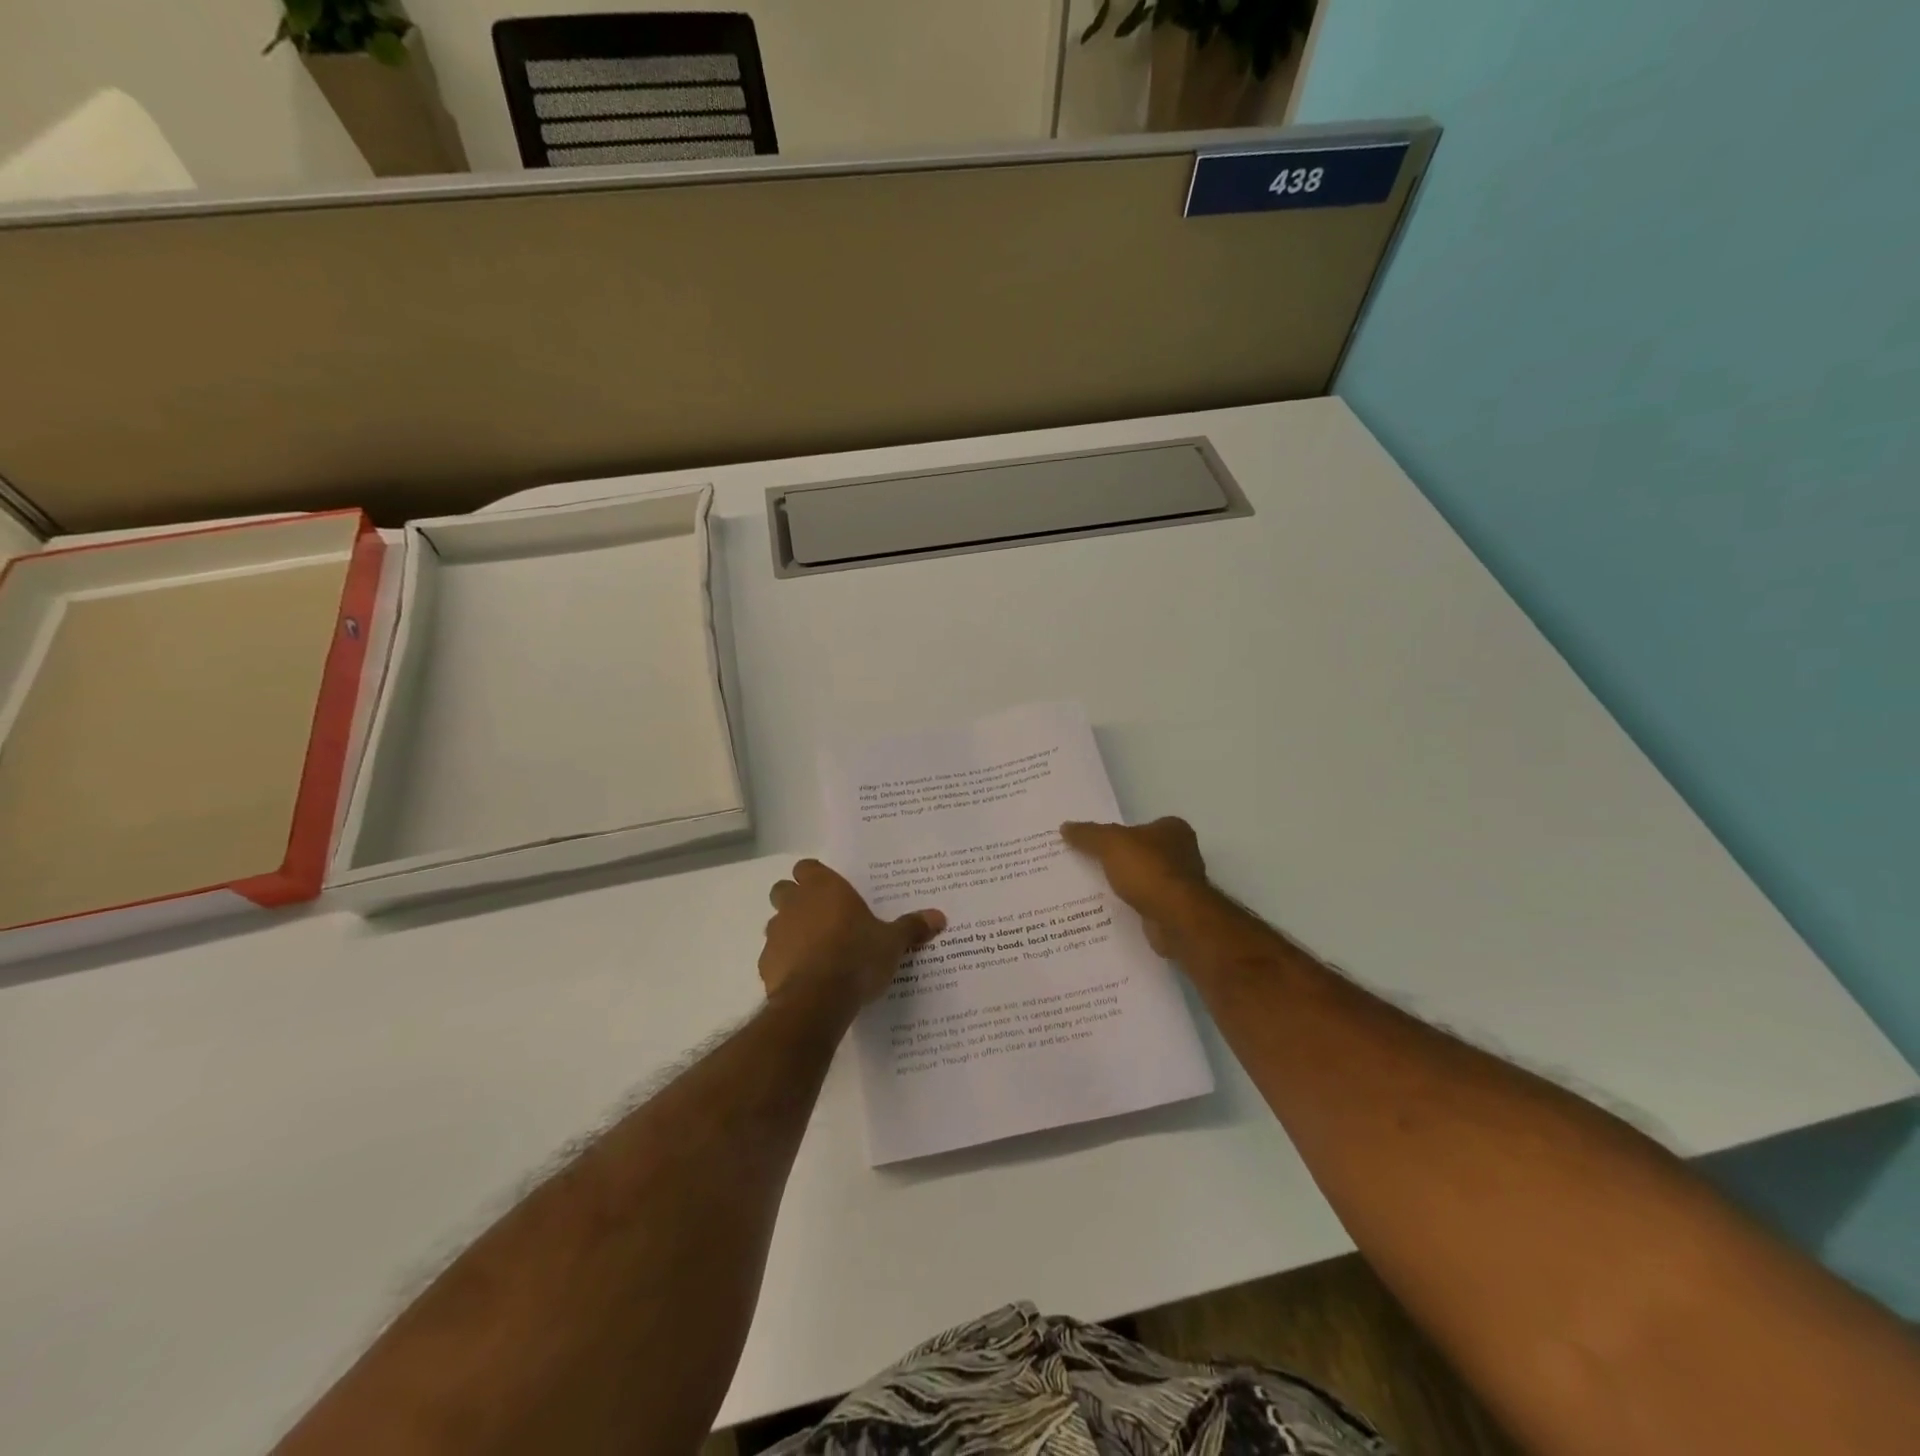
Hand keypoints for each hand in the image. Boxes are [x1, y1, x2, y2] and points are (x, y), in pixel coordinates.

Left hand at [760, 859, 944, 1008]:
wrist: (818, 1000)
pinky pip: (774, 955)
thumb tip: (939, 916)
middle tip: (823, 918)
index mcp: (824, 888)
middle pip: (785, 889)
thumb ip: (912, 927)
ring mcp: (776, 933)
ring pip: (776, 922)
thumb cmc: (857, 957)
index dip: (816, 877)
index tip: (831, 891)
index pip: (808, 867)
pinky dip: (786, 961)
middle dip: (797, 900)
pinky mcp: (766, 964)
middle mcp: (795, 903)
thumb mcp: (892, 942)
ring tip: (816, 950)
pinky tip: (806, 977)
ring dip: (791, 931)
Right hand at [1061, 817, 1213, 957]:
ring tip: (1091, 888)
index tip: (1093, 843)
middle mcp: (1182, 853)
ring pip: (1143, 879)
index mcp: (1173, 829)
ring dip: (1124, 885)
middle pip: (1141, 853)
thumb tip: (1065, 827)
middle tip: (1086, 864)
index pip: (1140, 826)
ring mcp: (1181, 884)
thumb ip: (1088, 834)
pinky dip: (1130, 905)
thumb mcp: (1110, 843)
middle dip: (1118, 860)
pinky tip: (1109, 909)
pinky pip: (1145, 902)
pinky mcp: (1175, 910)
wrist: (1176, 918)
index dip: (1117, 833)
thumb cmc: (1148, 870)